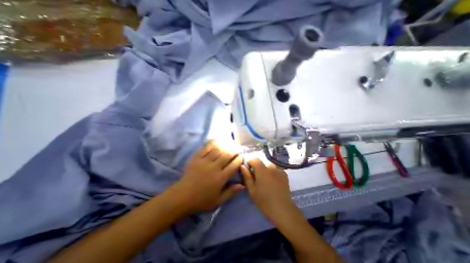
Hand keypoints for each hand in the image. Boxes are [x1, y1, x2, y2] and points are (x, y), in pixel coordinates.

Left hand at [172, 142, 246, 213]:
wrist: (182, 196)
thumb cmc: (202, 200)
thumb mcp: (218, 200)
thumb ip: (231, 192)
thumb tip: (243, 185)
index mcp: (221, 178)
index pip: (234, 165)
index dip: (239, 159)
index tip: (241, 157)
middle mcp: (214, 167)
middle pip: (227, 155)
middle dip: (234, 151)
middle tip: (237, 149)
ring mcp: (205, 161)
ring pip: (218, 150)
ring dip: (225, 146)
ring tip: (229, 144)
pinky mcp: (196, 158)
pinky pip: (206, 148)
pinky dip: (213, 143)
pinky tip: (217, 141)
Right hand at [240, 159, 293, 220]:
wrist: (282, 209)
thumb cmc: (264, 200)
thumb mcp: (252, 190)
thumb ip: (246, 176)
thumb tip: (242, 166)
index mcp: (262, 170)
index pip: (254, 159)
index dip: (250, 163)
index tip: (248, 170)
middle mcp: (271, 167)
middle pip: (262, 163)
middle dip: (258, 168)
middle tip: (257, 179)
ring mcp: (279, 170)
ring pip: (269, 166)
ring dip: (266, 170)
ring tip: (266, 181)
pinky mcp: (284, 174)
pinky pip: (276, 170)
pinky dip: (273, 173)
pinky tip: (273, 182)